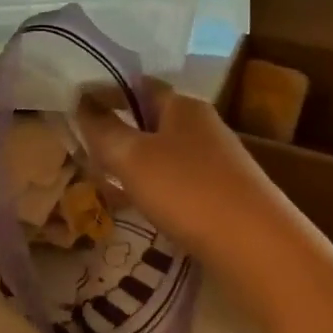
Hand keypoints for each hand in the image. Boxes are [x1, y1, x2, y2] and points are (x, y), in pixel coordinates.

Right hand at [75, 81, 291, 268]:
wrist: (256, 247)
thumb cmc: (188, 190)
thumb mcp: (133, 157)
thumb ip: (103, 129)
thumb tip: (81, 101)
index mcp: (183, 107)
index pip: (140, 85)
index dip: (108, 91)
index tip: (76, 105)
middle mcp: (203, 127)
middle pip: (152, 119)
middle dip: (119, 130)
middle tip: (83, 147)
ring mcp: (217, 162)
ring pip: (164, 153)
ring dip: (134, 162)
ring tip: (103, 180)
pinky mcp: (223, 195)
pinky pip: (177, 182)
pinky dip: (153, 188)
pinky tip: (139, 208)